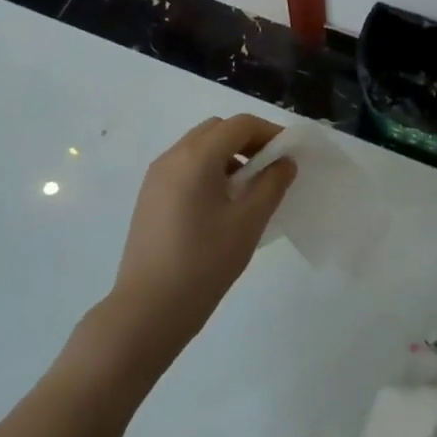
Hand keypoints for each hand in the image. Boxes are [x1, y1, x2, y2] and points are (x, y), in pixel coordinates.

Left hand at [105, 114, 296, 368]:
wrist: (147, 311)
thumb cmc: (203, 264)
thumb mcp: (248, 223)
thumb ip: (271, 185)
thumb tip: (284, 162)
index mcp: (196, 157)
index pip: (239, 125)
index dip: (269, 133)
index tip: (289, 154)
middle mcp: (172, 157)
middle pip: (217, 130)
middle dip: (247, 140)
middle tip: (271, 168)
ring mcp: (156, 177)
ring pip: (199, 147)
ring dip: (227, 155)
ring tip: (248, 188)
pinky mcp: (149, 197)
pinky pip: (185, 167)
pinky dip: (208, 170)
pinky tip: (221, 205)